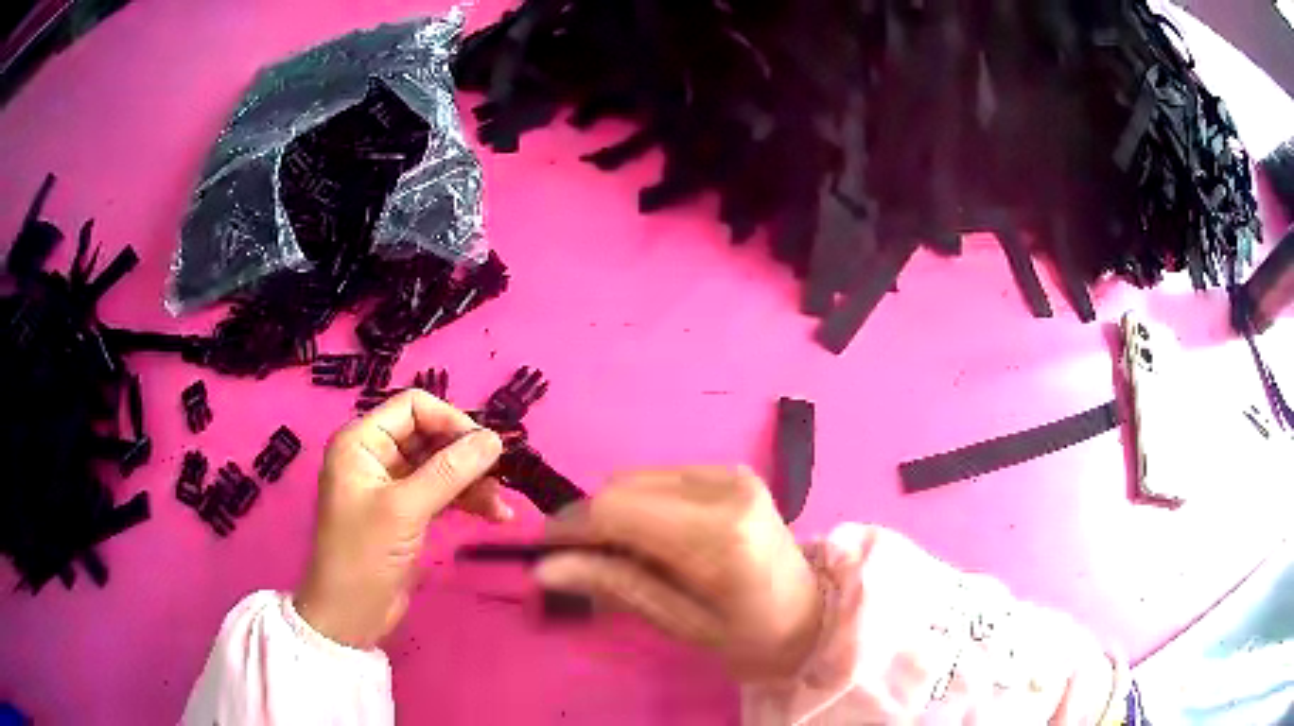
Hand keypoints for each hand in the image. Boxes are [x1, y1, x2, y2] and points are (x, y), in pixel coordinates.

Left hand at [294, 390, 505, 648]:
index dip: (451, 421)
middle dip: (466, 455)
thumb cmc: (364, 555)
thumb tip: (494, 438)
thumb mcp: (405, 510)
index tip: (486, 448)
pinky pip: (442, 492)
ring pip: (440, 466)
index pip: (413, 407)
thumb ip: (449, 471)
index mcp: (361, 442)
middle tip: (501, 478)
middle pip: (430, 436)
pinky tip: (494, 515)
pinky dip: (466, 500)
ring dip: (472, 481)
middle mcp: (375, 455)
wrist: (350, 615)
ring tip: (500, 506)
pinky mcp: (406, 512)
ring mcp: (392, 485)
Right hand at [535, 466, 823, 680]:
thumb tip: (544, 569)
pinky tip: (653, 539)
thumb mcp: (679, 623)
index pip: (617, 510)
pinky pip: (659, 478)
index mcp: (718, 536)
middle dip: (590, 522)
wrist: (811, 614)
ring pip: (635, 478)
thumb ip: (614, 586)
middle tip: (584, 564)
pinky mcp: (730, 471)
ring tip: (623, 556)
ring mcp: (730, 473)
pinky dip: (640, 505)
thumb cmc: (748, 635)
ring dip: (614, 513)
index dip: (571, 528)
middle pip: (621, 486)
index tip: (546, 555)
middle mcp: (725, 489)